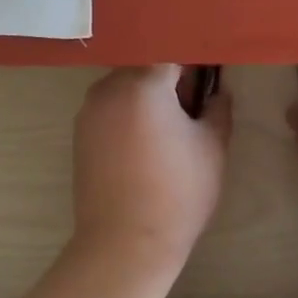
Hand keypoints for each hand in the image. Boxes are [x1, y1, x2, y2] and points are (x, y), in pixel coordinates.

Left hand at [71, 65, 231, 278]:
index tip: (207, 76)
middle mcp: (110, 87)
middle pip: (145, 64)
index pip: (172, 52)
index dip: (193, 62)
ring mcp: (90, 109)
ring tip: (167, 126)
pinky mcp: (80, 131)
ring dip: (146, 93)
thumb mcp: (212, 148)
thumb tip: (217, 90)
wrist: (125, 245)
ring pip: (125, 84)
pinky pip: (110, 105)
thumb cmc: (177, 193)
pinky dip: (127, 111)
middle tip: (190, 103)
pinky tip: (144, 142)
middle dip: (168, 76)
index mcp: (143, 83)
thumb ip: (218, 108)